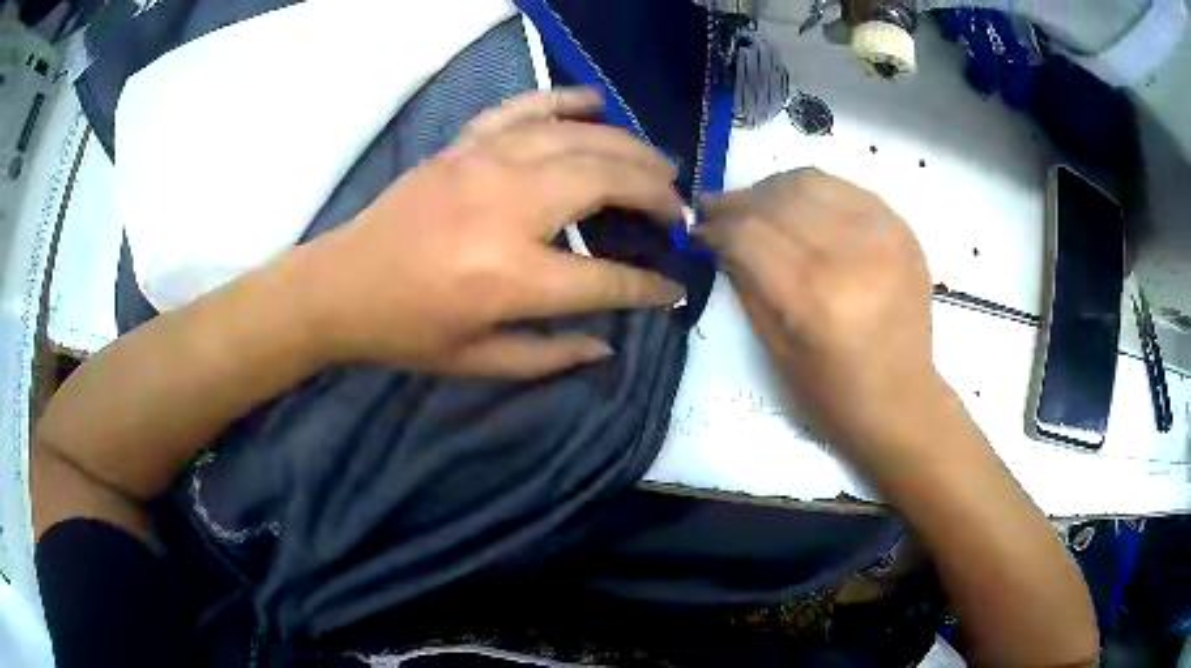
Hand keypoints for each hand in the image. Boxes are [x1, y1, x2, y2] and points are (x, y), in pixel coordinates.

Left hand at [298, 88, 686, 377]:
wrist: (341, 285)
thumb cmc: (407, 331)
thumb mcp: (479, 361)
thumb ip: (550, 356)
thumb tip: (608, 344)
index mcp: (512, 277)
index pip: (607, 279)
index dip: (650, 286)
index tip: (674, 287)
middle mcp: (508, 208)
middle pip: (607, 182)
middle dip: (656, 195)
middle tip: (679, 210)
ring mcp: (484, 164)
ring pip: (579, 138)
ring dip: (630, 147)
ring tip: (660, 164)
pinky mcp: (464, 145)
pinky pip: (525, 108)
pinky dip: (566, 101)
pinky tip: (597, 103)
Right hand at [697, 169, 950, 471]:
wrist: (901, 401)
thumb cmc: (832, 394)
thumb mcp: (774, 349)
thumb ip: (746, 283)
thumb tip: (721, 237)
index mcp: (815, 297)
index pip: (748, 233)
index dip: (716, 226)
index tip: (699, 229)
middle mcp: (852, 255)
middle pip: (777, 199)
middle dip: (738, 201)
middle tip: (718, 210)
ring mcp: (883, 235)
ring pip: (810, 182)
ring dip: (772, 189)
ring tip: (757, 205)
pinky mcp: (902, 229)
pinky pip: (845, 188)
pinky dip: (813, 191)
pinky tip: (800, 207)